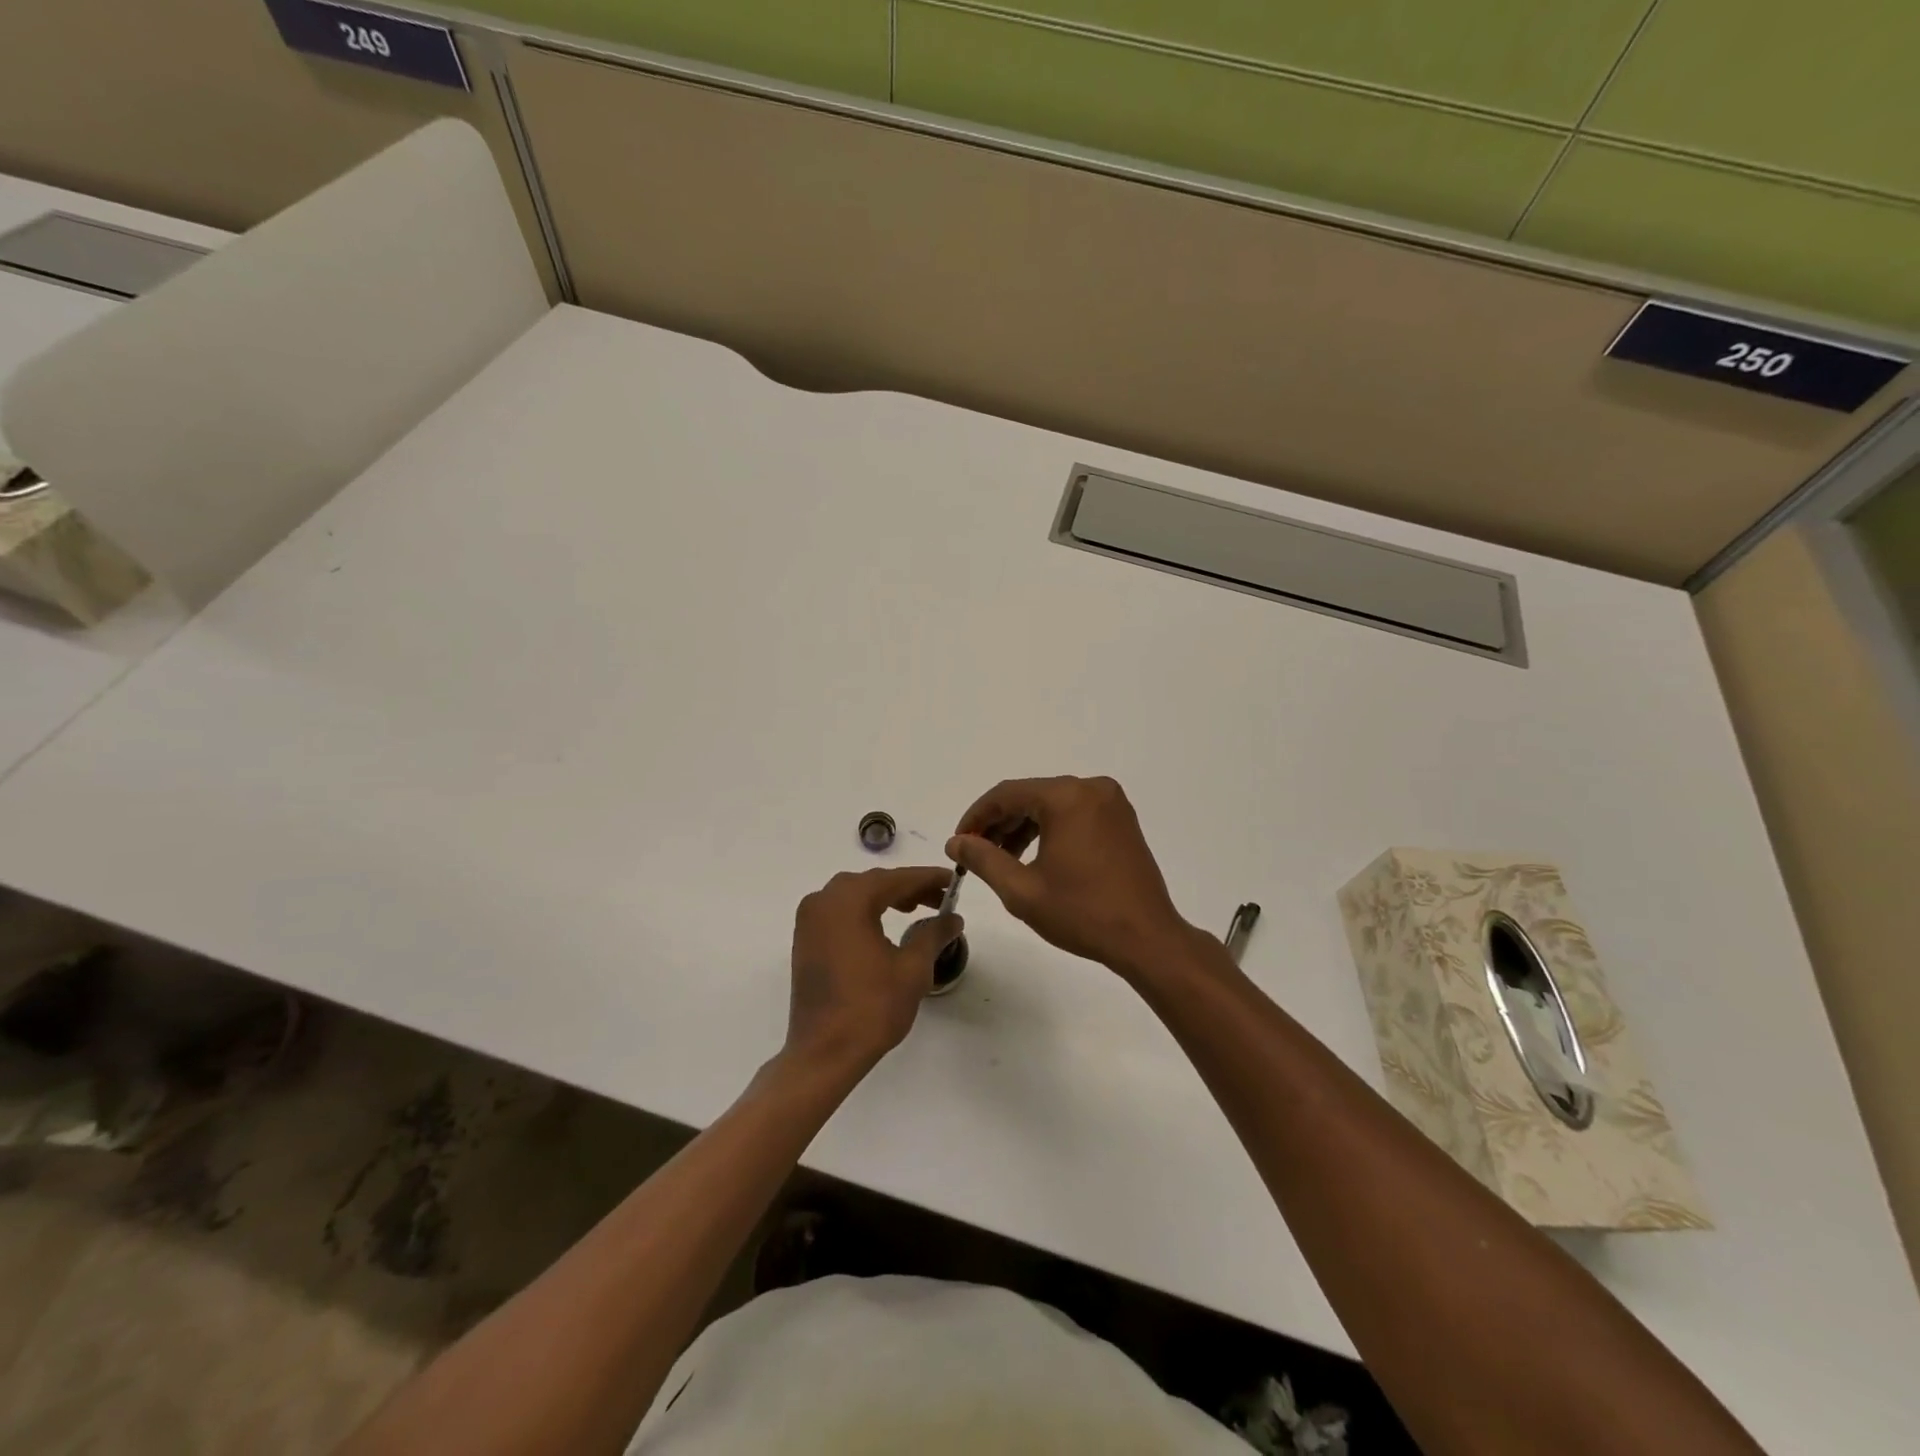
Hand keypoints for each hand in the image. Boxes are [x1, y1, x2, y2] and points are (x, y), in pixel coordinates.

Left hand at [785, 867, 962, 1079]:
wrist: (824, 1053)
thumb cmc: (871, 1008)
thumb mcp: (912, 969)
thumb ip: (933, 934)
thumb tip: (953, 918)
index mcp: (849, 901)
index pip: (896, 879)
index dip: (927, 878)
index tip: (953, 880)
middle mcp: (823, 901)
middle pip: (873, 883)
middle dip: (908, 888)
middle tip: (939, 899)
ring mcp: (809, 920)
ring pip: (854, 895)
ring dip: (886, 898)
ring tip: (917, 911)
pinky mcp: (805, 940)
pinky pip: (839, 911)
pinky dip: (864, 911)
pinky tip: (884, 926)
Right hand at [947, 776, 1196, 978]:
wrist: (1147, 938)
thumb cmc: (1082, 914)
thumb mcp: (1022, 890)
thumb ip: (983, 859)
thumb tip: (956, 842)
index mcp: (1067, 797)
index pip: (1006, 794)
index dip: (977, 816)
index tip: (958, 842)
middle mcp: (1091, 788)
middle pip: (1030, 796)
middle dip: (999, 822)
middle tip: (975, 853)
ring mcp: (1111, 803)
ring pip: (1052, 805)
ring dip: (1023, 827)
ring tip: (1001, 859)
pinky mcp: (1121, 820)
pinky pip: (1074, 813)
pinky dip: (1050, 829)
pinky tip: (1034, 856)